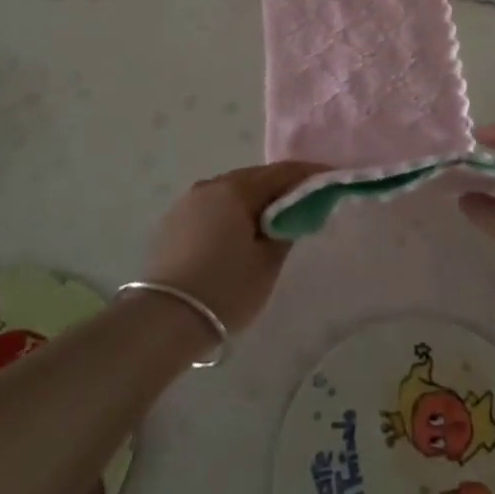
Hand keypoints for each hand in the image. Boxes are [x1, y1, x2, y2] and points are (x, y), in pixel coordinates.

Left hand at [143, 161, 325, 334]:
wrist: (162, 322)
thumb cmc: (224, 289)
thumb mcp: (267, 263)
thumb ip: (286, 229)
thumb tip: (291, 213)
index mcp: (235, 188)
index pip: (282, 172)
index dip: (310, 174)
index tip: (332, 178)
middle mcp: (210, 185)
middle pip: (255, 179)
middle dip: (281, 189)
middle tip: (306, 203)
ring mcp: (187, 203)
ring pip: (232, 193)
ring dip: (254, 202)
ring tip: (275, 222)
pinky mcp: (173, 223)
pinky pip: (213, 209)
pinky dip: (232, 215)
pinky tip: (240, 235)